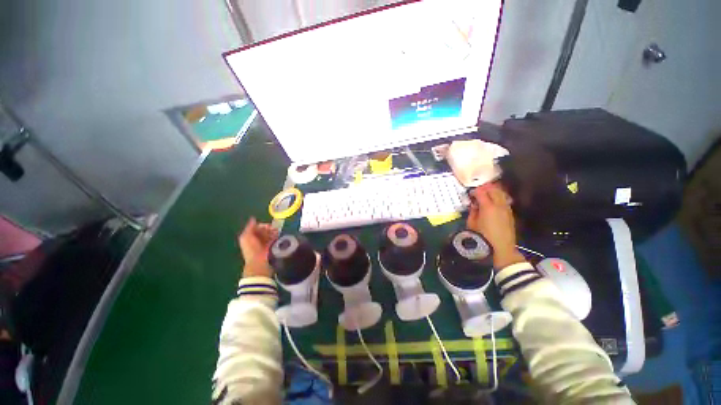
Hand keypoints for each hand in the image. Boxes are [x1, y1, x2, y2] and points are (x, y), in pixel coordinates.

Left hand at [238, 217, 278, 277]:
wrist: (258, 261)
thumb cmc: (251, 248)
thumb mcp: (246, 236)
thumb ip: (249, 227)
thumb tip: (253, 218)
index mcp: (249, 236)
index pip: (257, 227)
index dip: (263, 225)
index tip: (269, 226)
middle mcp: (255, 239)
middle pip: (264, 230)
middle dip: (269, 228)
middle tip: (275, 229)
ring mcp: (263, 243)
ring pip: (269, 234)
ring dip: (273, 232)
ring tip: (278, 232)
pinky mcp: (269, 246)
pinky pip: (273, 239)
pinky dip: (276, 236)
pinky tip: (278, 235)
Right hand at [467, 184, 524, 268]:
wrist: (501, 247)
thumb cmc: (482, 236)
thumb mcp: (471, 223)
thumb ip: (472, 211)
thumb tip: (474, 205)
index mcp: (488, 207)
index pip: (481, 192)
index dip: (474, 191)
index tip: (470, 194)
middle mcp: (499, 205)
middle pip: (493, 190)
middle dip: (485, 189)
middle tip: (478, 192)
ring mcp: (507, 209)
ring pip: (501, 194)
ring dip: (493, 192)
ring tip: (486, 196)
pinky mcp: (510, 214)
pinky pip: (504, 201)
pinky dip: (498, 198)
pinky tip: (493, 203)